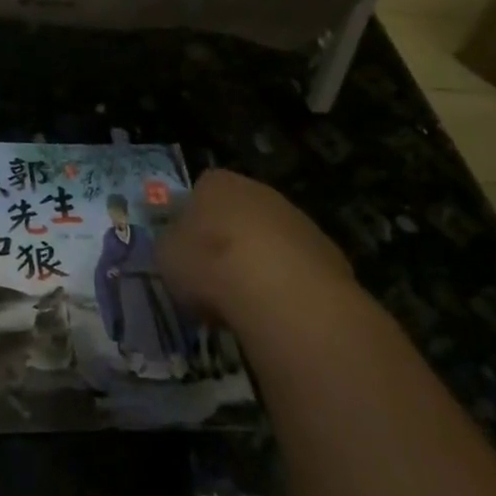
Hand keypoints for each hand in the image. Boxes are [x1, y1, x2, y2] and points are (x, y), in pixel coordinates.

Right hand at [157, 169, 352, 328]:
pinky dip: (288, 287)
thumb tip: (178, 249)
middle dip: (229, 241)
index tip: (188, 252)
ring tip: (246, 303)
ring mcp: (298, 220)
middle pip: (239, 214)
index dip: (193, 221)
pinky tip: (277, 312)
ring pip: (271, 241)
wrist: (280, 292)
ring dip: (261, 264)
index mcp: (216, 183)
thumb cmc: (209, 263)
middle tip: (216, 278)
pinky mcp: (329, 254)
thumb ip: (171, 246)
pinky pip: (297, 269)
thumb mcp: (166, 256)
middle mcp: (259, 191)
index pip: (201, 190)